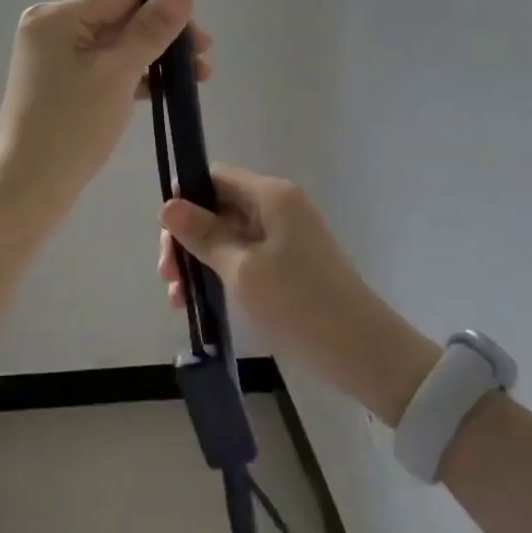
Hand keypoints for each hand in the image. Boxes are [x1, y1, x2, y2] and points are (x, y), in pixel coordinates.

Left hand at [0, 0, 210, 209]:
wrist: (26, 190)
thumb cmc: (71, 126)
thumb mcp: (117, 73)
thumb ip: (152, 29)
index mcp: (57, 16)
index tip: (203, 16)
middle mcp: (53, 27)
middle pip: (122, 17)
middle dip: (165, 33)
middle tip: (205, 56)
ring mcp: (56, 57)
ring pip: (118, 44)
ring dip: (156, 56)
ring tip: (199, 75)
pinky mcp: (63, 84)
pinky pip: (107, 67)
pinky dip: (135, 75)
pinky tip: (168, 88)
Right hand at [159, 166, 436, 424]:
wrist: (366, 354)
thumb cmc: (300, 305)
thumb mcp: (242, 270)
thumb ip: (203, 235)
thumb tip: (168, 205)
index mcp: (271, 195)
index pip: (214, 178)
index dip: (185, 201)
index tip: (165, 239)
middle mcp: (279, 205)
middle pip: (219, 206)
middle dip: (188, 237)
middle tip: (167, 278)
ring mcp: (287, 235)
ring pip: (229, 234)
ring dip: (200, 260)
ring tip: (179, 299)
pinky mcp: (291, 263)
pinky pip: (246, 255)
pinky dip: (222, 272)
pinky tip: (203, 300)